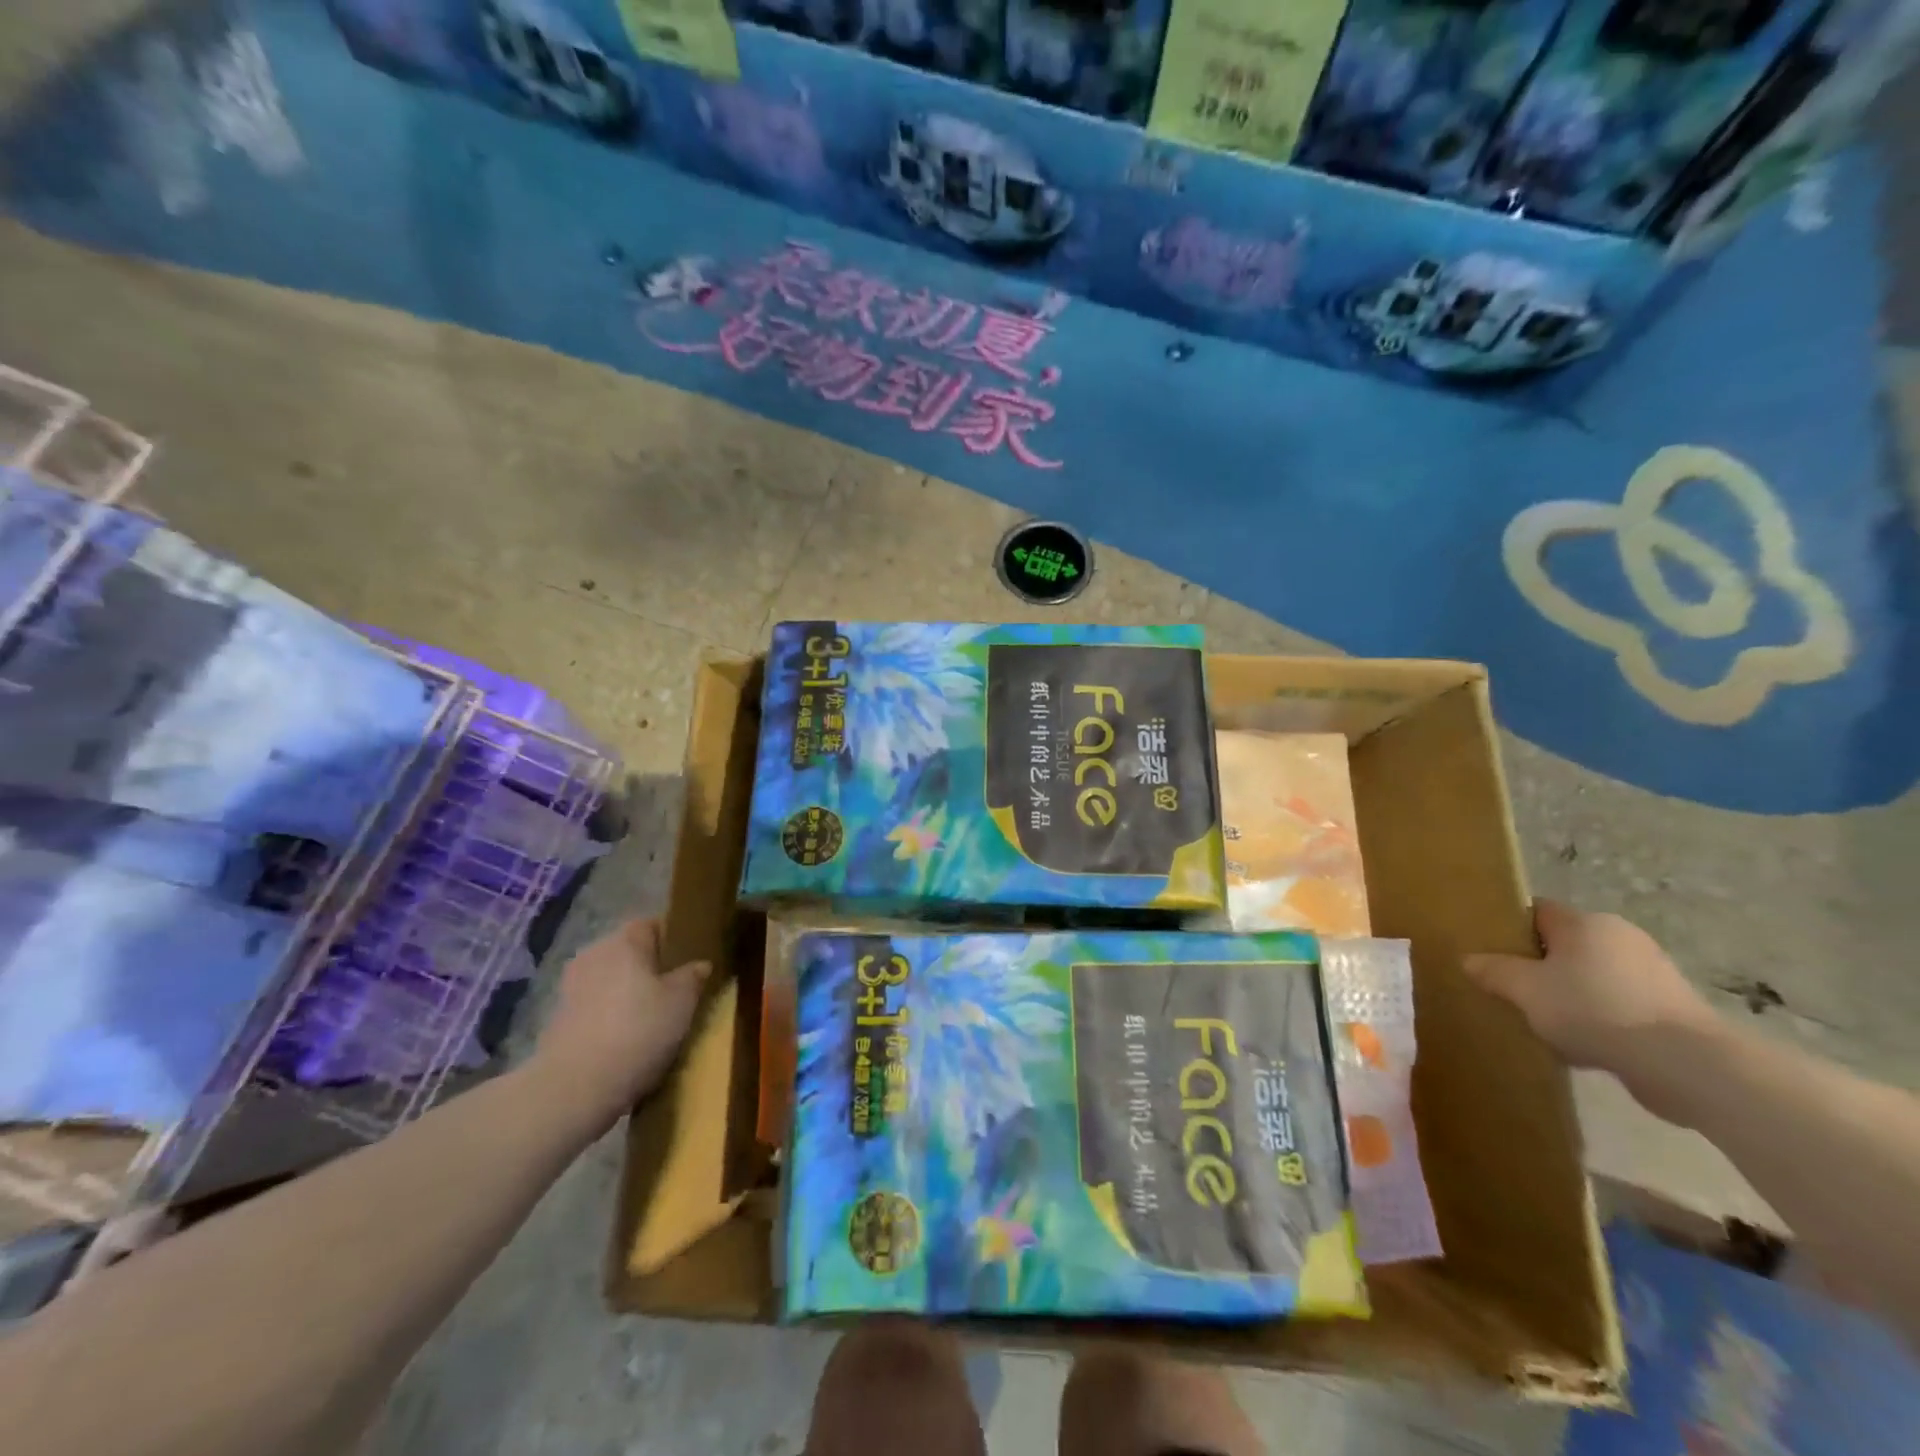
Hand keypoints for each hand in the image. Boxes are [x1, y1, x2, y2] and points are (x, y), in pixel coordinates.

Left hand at [530, 918, 709, 1132]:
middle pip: (629, 952)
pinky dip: (611, 1016)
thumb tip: (699, 964)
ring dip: (629, 993)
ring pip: (611, 980)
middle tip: (676, 990)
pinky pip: (595, 1006)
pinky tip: (627, 1039)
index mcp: (624, 941)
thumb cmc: (638, 1032)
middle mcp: (594, 954)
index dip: (673, 938)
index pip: (652, 924)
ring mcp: (571, 987)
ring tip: (653, 1017)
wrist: (575, 1089)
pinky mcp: (558, 1019)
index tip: (691, 959)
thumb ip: (693, 976)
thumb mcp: (682, 1002)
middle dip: (650, 967)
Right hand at [1464, 901, 1720, 1116]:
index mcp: (1585, 923)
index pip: (1537, 911)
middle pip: (1565, 945)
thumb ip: (1494, 972)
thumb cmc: (1595, 1009)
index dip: (1510, 928)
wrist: (1687, 1065)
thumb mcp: (1526, 990)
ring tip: (1546, 1024)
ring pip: (1592, 977)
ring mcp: (1653, 973)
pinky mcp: (1673, 1009)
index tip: (1490, 952)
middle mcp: (1621, 937)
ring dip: (1570, 996)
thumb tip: (1470, 960)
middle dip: (1539, 967)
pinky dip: (1600, 1019)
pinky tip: (1584, 1046)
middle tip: (1512, 991)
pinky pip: (1619, 1005)